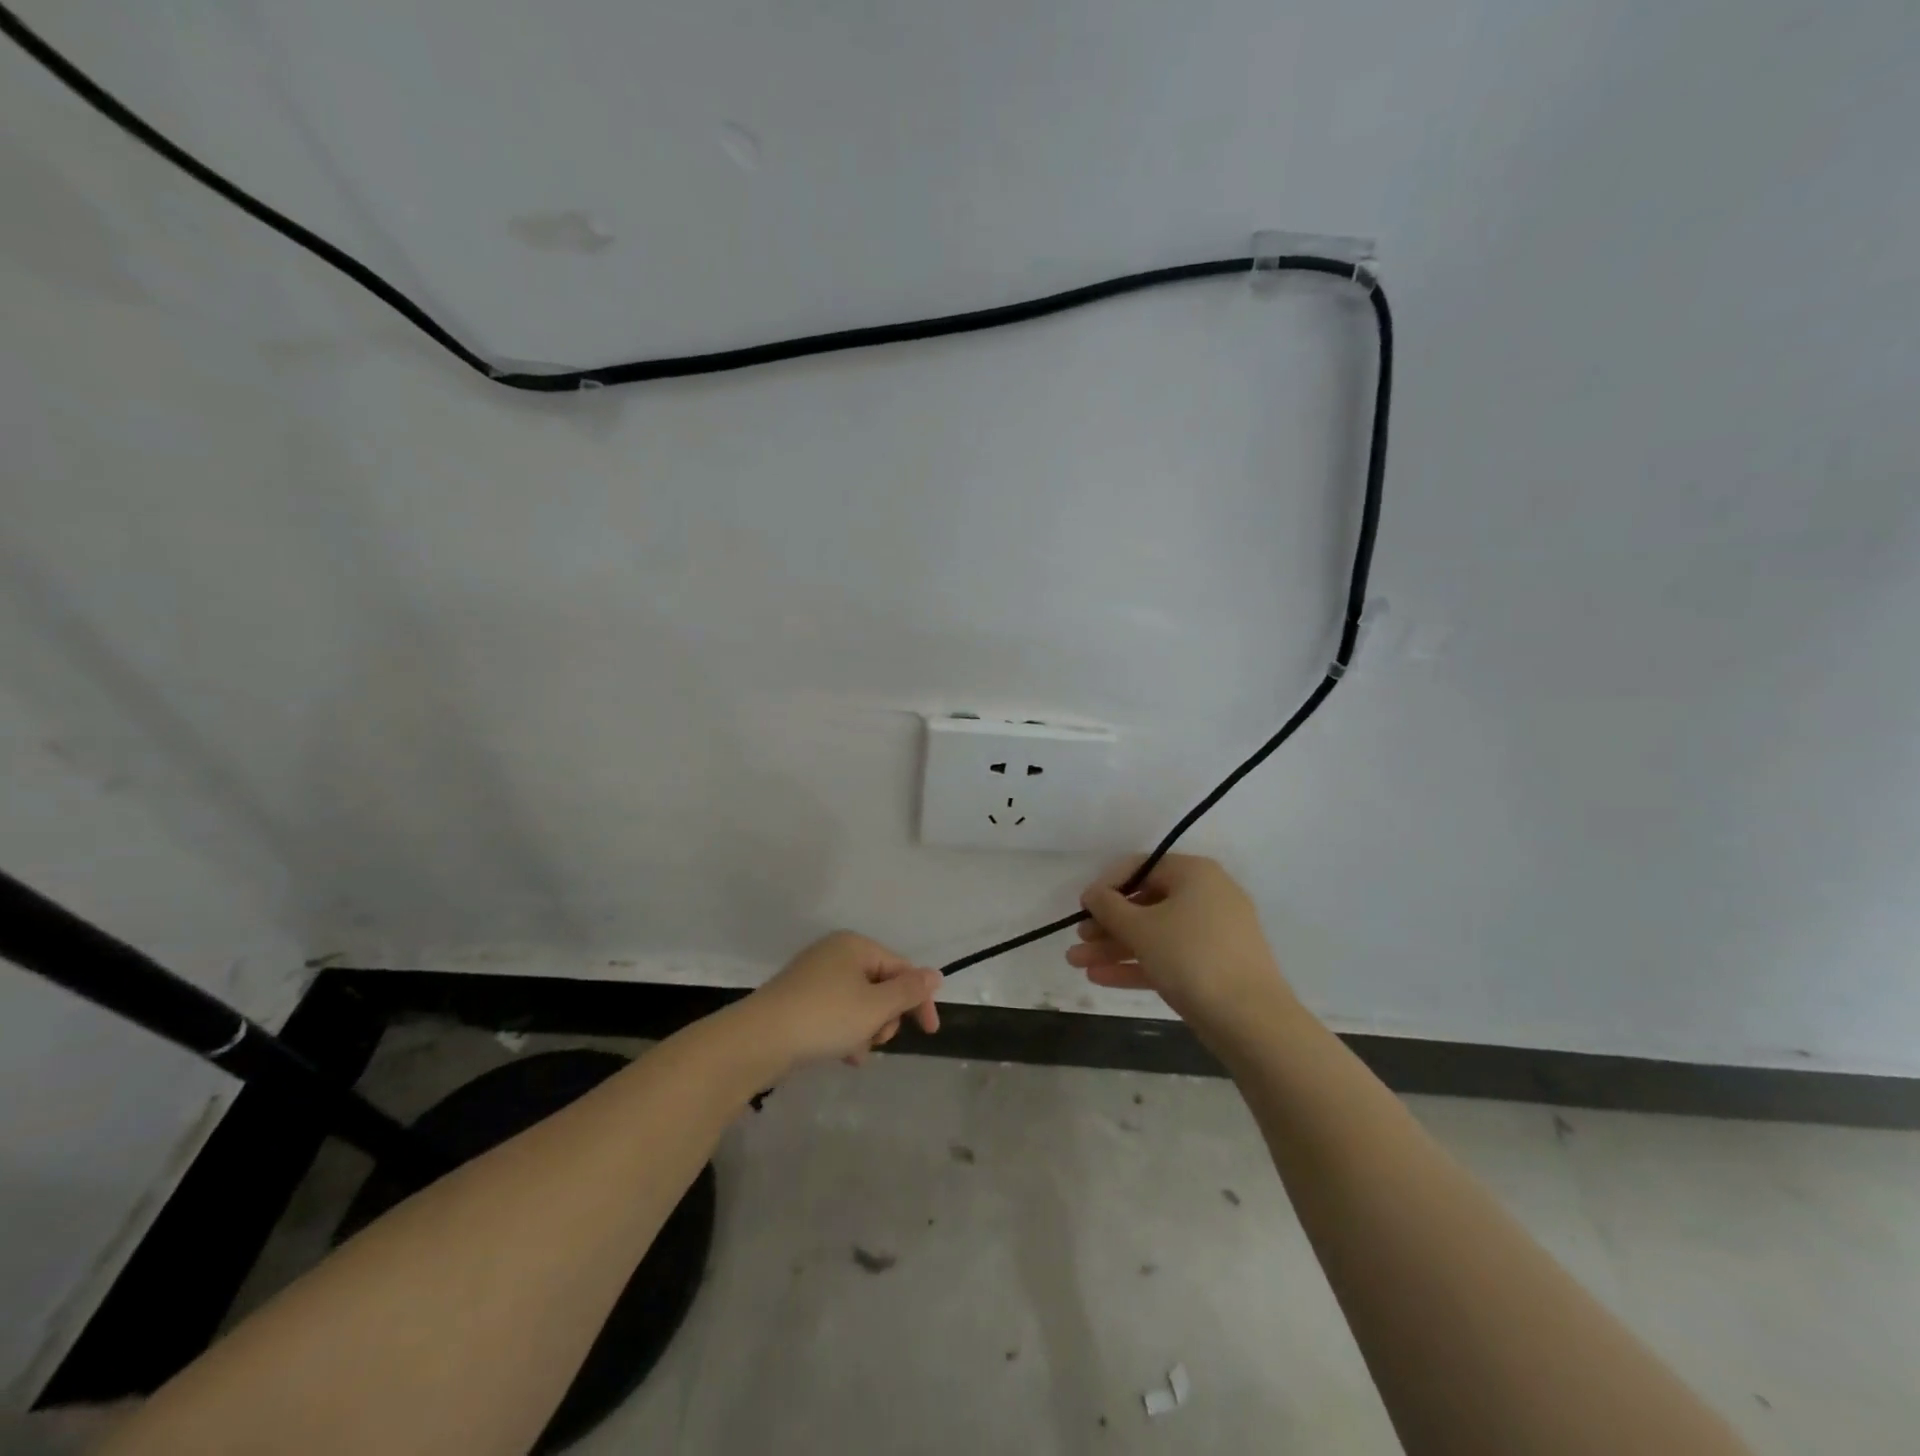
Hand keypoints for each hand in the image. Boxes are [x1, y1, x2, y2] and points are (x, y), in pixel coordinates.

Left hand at [741, 931, 940, 1074]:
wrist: (758, 1040)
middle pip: (880, 985)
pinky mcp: (798, 999)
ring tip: (855, 1052)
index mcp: (855, 945)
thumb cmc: (825, 1017)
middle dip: (885, 1017)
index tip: (930, 1032)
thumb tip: (934, 974)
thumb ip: (908, 991)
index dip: (919, 999)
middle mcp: (835, 953)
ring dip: (865, 1029)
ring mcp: (813, 976)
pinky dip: (844, 1033)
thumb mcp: (875, 1006)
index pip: (902, 968)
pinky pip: (836, 1013)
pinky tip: (842, 1056)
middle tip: (877, 1039)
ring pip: (858, 1003)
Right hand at [1065, 855, 1296, 1039]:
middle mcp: (1207, 896)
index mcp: (1195, 874)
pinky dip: (1137, 965)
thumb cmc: (1191, 957)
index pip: (1141, 867)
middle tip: (1078, 940)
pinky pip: (1169, 957)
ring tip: (1077, 963)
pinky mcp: (1214, 967)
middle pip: (1146, 903)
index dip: (1107, 885)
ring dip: (1115, 947)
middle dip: (1107, 924)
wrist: (1251, 1020)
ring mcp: (1213, 934)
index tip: (1082, 907)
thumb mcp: (1141, 928)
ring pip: (1155, 934)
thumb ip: (1109, 907)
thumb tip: (1093, 893)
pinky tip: (1100, 978)